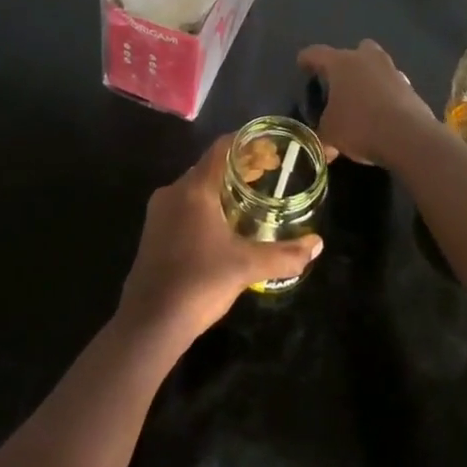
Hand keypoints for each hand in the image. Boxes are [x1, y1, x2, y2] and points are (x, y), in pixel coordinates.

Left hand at [117, 135, 322, 347]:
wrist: (149, 323)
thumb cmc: (199, 283)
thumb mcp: (246, 267)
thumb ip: (284, 255)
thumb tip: (317, 245)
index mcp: (194, 188)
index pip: (222, 149)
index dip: (247, 143)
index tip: (270, 149)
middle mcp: (173, 191)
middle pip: (209, 166)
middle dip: (239, 167)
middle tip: (268, 174)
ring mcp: (159, 212)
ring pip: (195, 187)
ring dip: (222, 187)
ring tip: (250, 199)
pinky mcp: (153, 233)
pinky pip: (184, 205)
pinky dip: (206, 205)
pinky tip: (223, 226)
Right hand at [298, 39, 436, 167]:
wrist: (409, 137)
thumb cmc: (360, 127)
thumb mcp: (331, 135)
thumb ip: (323, 135)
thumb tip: (324, 147)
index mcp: (340, 63)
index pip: (317, 53)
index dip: (307, 59)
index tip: (302, 64)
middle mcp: (366, 59)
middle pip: (354, 50)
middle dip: (346, 63)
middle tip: (339, 82)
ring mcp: (391, 71)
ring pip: (376, 66)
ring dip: (369, 78)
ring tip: (361, 101)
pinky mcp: (410, 87)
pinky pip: (392, 85)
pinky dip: (385, 95)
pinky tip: (382, 114)